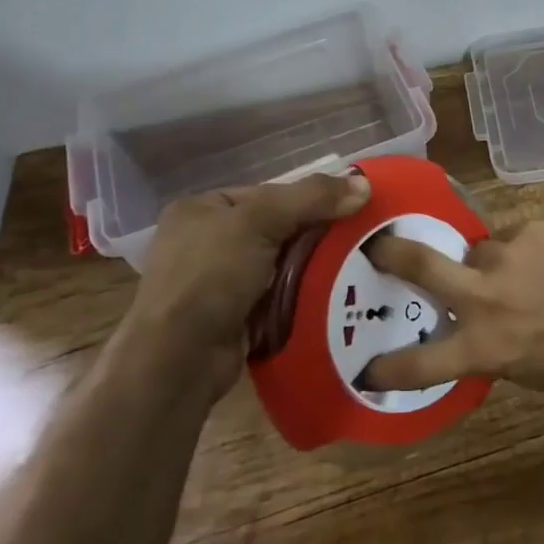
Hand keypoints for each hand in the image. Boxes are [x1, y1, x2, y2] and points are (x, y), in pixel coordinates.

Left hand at [119, 172, 370, 398]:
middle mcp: (204, 242)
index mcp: (201, 209)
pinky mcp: (231, 318)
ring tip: (352, 269)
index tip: (346, 210)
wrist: (179, 359)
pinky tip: (329, 297)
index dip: (307, 199)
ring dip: (309, 270)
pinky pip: (276, 297)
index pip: (267, 194)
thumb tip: (364, 184)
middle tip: (355, 241)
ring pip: (279, 265)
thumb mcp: (261, 221)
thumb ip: (311, 198)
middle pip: (276, 229)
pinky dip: (299, 297)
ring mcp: (215, 283)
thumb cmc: (211, 276)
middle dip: (313, 237)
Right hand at [361, 219, 543, 391]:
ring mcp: (508, 253)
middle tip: (378, 246)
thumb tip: (468, 326)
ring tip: (526, 273)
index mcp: (483, 344)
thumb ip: (488, 343)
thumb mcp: (526, 368)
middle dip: (391, 253)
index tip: (366, 369)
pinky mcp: (535, 227)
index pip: (420, 363)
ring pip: (479, 249)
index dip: (388, 367)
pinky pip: (515, 235)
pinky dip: (525, 248)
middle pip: (420, 263)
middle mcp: (485, 295)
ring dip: (490, 261)